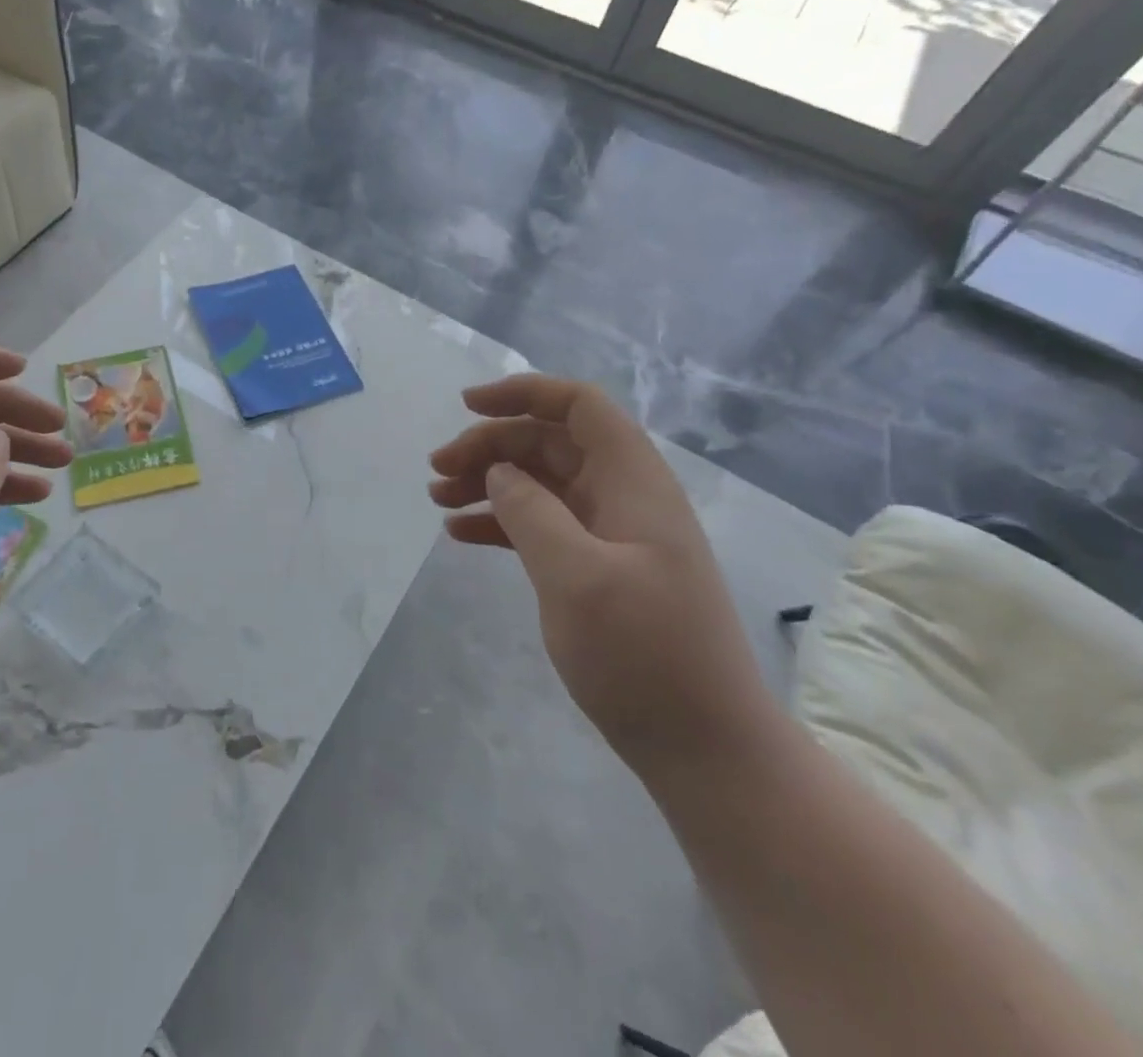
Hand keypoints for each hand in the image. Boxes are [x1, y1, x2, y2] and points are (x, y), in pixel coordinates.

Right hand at [429, 375, 776, 776]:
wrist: (705, 749)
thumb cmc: (646, 655)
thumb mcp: (577, 577)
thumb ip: (531, 511)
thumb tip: (500, 471)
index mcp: (633, 483)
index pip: (580, 406)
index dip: (524, 393)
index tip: (467, 406)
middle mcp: (622, 498)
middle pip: (549, 443)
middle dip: (490, 445)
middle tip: (437, 470)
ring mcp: (610, 536)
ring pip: (539, 483)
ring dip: (488, 482)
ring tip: (438, 499)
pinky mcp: (596, 569)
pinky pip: (540, 525)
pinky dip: (500, 522)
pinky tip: (460, 534)